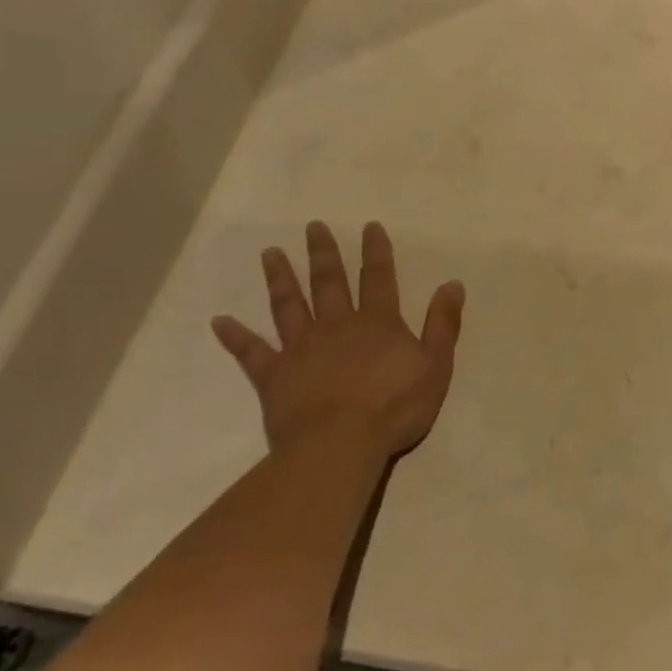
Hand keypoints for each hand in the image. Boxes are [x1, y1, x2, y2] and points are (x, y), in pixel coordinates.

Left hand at [211, 221, 464, 463]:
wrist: (339, 444)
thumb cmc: (395, 407)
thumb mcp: (435, 365)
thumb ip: (442, 324)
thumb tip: (452, 284)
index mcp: (377, 323)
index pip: (378, 278)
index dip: (376, 251)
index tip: (369, 226)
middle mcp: (336, 325)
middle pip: (329, 282)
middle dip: (323, 253)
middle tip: (313, 226)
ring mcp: (301, 348)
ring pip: (289, 305)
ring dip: (281, 278)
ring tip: (271, 253)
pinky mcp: (274, 375)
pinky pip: (251, 352)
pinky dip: (236, 336)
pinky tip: (220, 321)